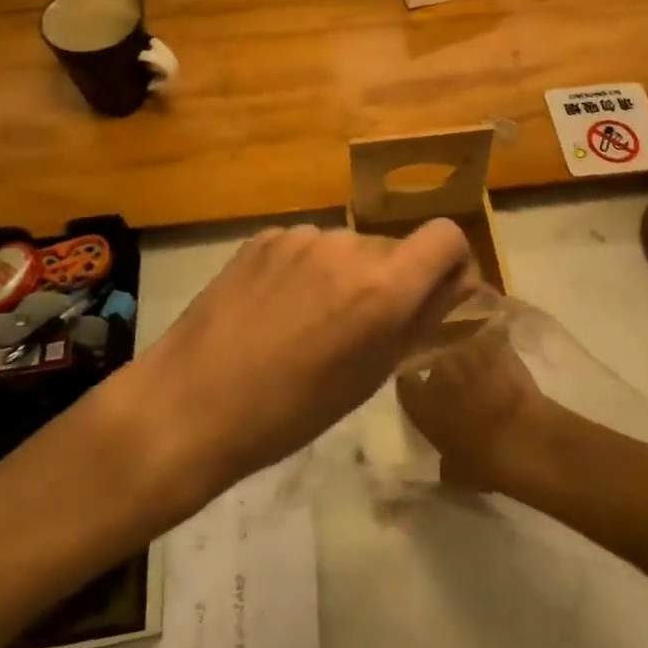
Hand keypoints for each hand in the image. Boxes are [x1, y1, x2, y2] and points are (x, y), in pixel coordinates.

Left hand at [123, 221, 477, 505]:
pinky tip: (275, 310)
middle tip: (357, 328)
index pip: (445, 237)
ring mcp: (301, 237)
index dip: (450, 263)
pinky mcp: (264, 237)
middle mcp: (347, 246)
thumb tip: (457, 287)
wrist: (189, 402)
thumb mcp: (370, 377)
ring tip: (307, 322)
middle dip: (389, 280)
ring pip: (347, 248)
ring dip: (344, 275)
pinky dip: (306, 270)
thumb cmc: (290, 411)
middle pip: (392, 248)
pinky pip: (306, 247)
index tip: (435, 294)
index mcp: (383, 287)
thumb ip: (420, 322)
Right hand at [395, 328, 553, 491]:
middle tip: (459, 387)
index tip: (424, 393)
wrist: (523, 438)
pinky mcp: (493, 342)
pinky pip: (488, 343)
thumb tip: (447, 458)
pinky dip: (493, 352)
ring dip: (468, 360)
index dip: (415, 386)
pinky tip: (502, 364)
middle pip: (434, 362)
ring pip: (461, 348)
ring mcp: (465, 350)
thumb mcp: (455, 471)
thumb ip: (444, 458)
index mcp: (419, 400)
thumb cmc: (483, 461)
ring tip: (481, 373)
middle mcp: (435, 369)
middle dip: (444, 372)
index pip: (406, 383)